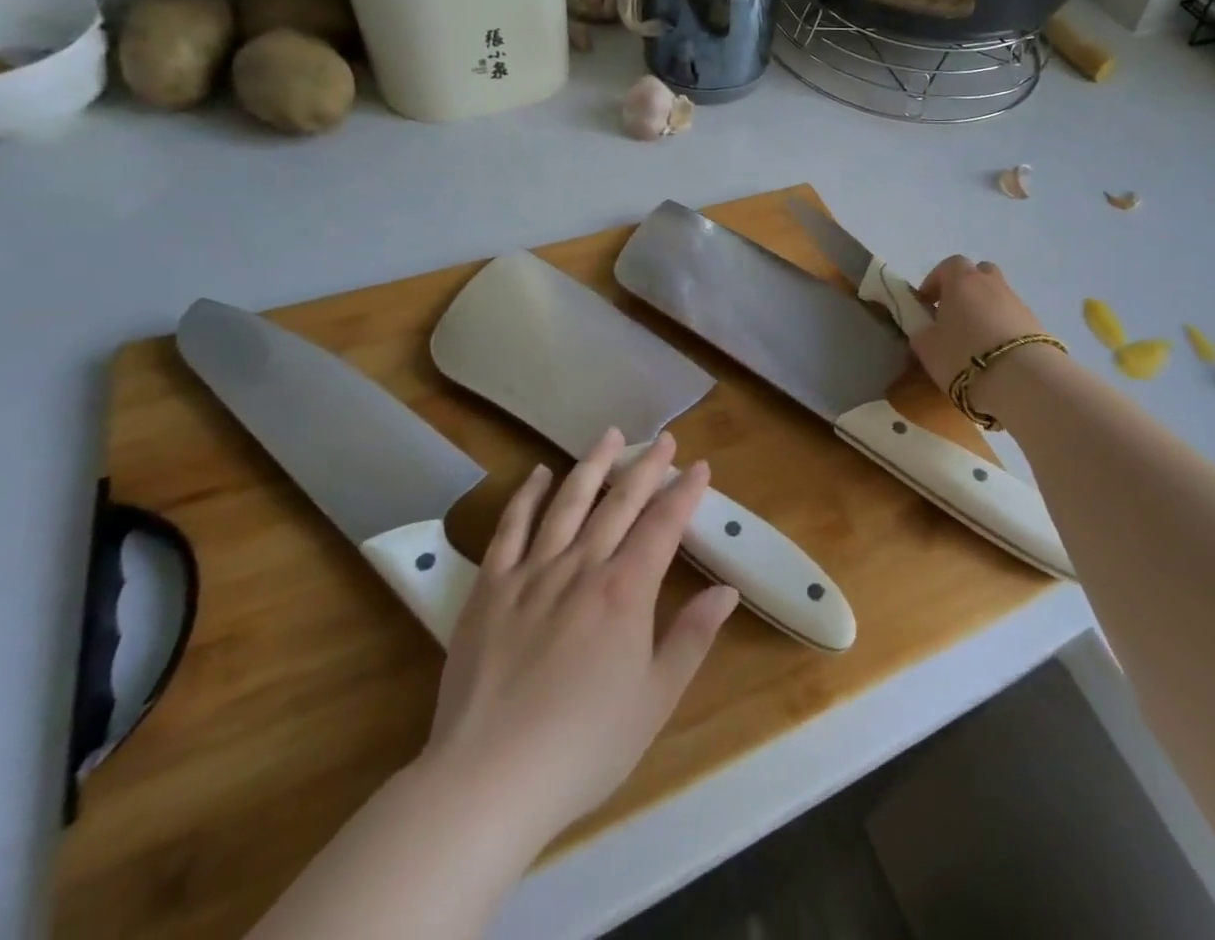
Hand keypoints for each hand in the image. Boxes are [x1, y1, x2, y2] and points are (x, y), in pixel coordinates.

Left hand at [418, 430, 739, 853]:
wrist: (488, 780)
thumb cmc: (584, 746)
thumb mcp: (655, 699)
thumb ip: (692, 638)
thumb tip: (726, 590)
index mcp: (626, 591)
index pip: (663, 526)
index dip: (684, 493)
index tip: (699, 466)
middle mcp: (582, 567)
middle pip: (619, 502)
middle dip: (646, 467)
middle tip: (663, 438)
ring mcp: (532, 573)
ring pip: (568, 502)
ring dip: (592, 465)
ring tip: (610, 435)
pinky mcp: (489, 588)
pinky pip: (511, 529)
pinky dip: (526, 496)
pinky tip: (538, 473)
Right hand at [910, 255, 1049, 393]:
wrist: (1022, 379)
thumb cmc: (963, 356)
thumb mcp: (927, 348)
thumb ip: (921, 331)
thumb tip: (924, 327)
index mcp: (962, 281)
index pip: (949, 265)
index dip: (935, 281)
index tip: (926, 304)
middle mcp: (991, 283)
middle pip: (978, 273)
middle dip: (964, 288)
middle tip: (953, 314)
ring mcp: (1016, 302)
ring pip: (996, 296)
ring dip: (984, 309)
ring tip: (974, 339)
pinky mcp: (1035, 323)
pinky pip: (1011, 317)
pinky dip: (1001, 326)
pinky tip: (994, 352)